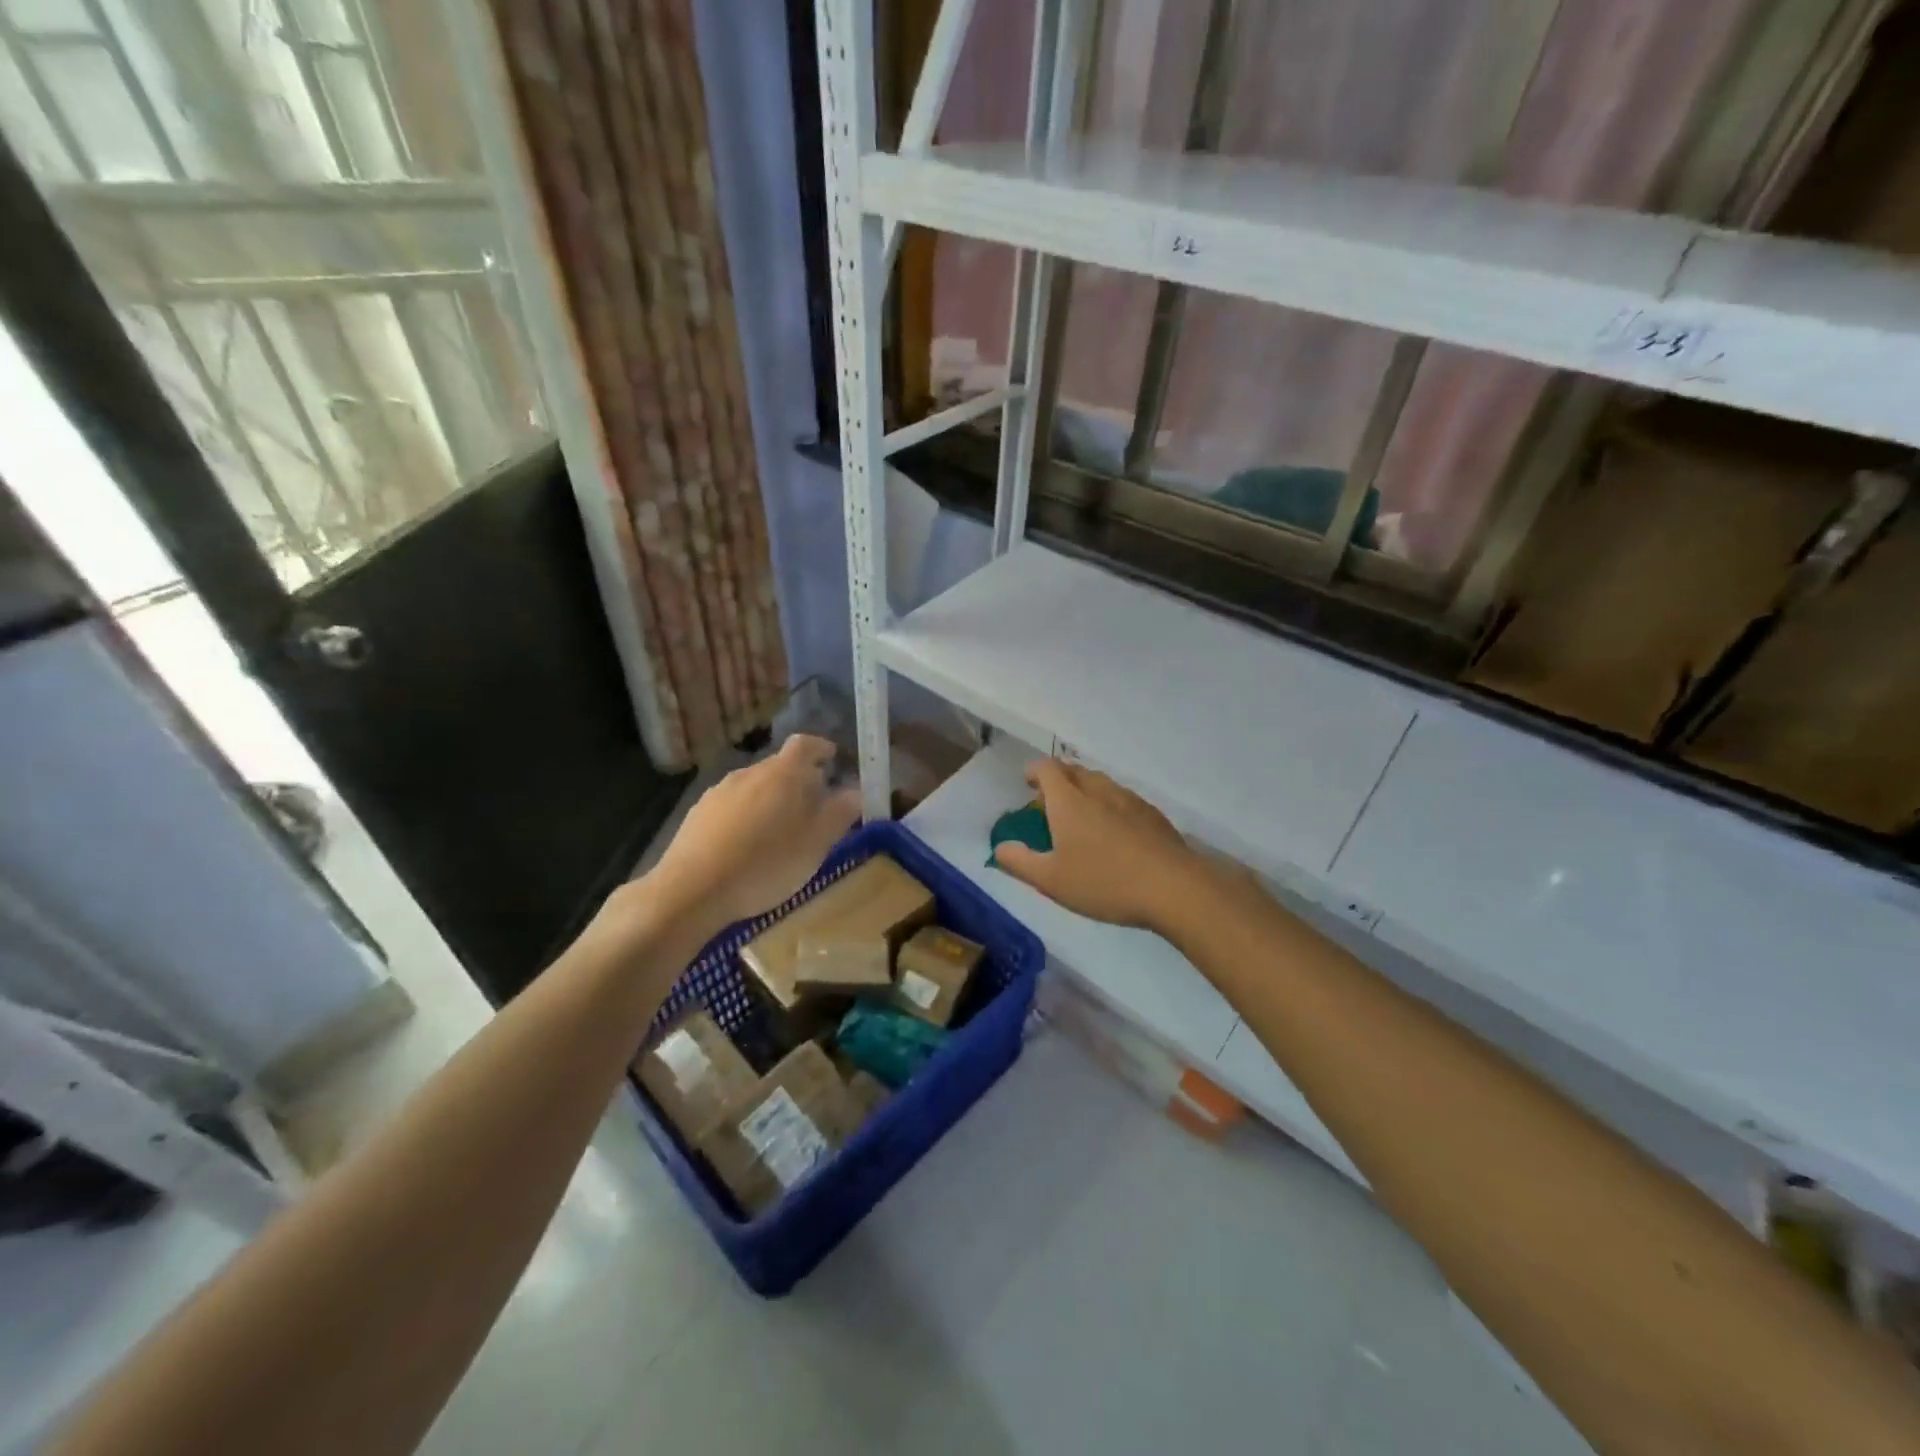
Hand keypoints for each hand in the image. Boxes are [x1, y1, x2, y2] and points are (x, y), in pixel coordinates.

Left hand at [641, 735, 861, 934]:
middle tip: (813, 811)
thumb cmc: (768, 862)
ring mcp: (720, 790)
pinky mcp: (699, 812)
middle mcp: (751, 771)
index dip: (823, 749)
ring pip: (755, 787)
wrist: (694, 888)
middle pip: (781, 766)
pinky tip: (745, 847)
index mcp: (785, 772)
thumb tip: (855, 791)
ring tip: (779, 834)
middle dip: (799, 782)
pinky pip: (732, 806)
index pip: (807, 744)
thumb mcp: (818, 842)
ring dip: (771, 801)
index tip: (834, 762)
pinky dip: (746, 817)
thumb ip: (841, 812)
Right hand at [992, 759, 1205, 933]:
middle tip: (1049, 800)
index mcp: (1069, 801)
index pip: (1047, 769)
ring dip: (1086, 790)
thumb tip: (1000, 848)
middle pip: (1075, 770)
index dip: (1034, 771)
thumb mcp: (1051, 881)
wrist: (1172, 887)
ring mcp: (1129, 800)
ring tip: (1081, 814)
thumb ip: (1020, 862)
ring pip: (1101, 783)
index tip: (1027, 782)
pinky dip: (1110, 805)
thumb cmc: (1103, 882)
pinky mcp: (1153, 815)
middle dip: (1059, 778)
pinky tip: (1115, 831)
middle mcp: (1098, 791)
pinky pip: (1123, 799)